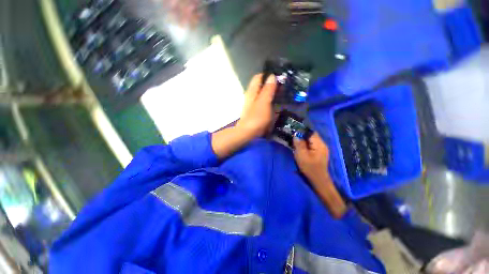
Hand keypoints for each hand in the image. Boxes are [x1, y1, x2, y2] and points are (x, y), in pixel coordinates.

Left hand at [212, 74, 275, 159]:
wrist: (248, 134)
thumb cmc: (256, 117)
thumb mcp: (264, 102)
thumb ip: (268, 89)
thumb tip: (272, 76)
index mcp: (252, 91)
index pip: (259, 77)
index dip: (269, 75)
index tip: (280, 77)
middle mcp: (251, 96)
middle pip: (261, 86)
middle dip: (272, 85)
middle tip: (285, 87)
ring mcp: (253, 104)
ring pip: (263, 95)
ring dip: (272, 94)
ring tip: (283, 95)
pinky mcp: (256, 112)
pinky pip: (264, 103)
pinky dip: (270, 102)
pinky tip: (277, 105)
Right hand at [293, 132, 329, 181]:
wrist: (318, 179)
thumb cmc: (309, 168)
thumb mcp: (302, 156)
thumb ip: (299, 144)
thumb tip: (296, 135)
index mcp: (319, 144)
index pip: (311, 132)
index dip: (302, 131)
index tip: (294, 131)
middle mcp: (322, 144)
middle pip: (311, 135)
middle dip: (302, 135)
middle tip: (293, 137)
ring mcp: (322, 148)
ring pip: (311, 140)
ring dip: (303, 140)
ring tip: (295, 142)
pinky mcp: (319, 152)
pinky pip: (312, 144)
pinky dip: (306, 144)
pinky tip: (301, 147)